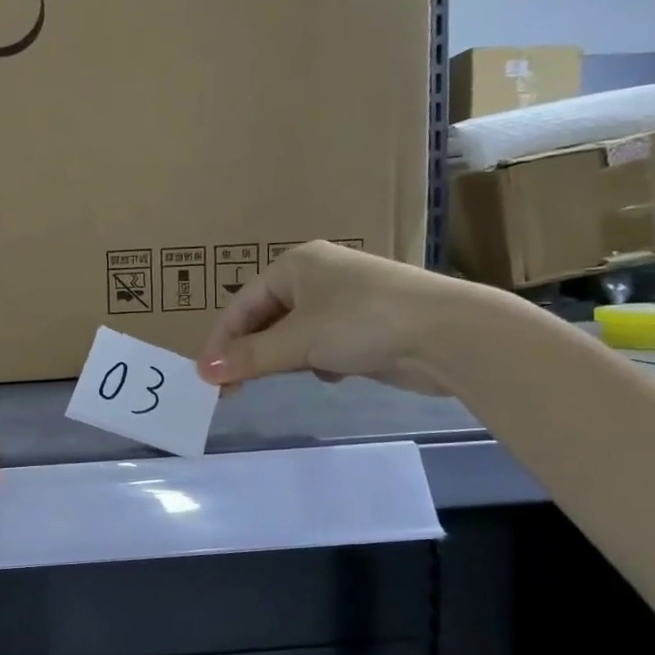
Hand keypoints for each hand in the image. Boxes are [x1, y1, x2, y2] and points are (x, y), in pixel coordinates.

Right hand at [198, 240, 492, 394]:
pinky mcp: (365, 326)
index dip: (222, 342)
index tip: (208, 378)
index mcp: (295, 265)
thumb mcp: (298, 341)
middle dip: (253, 353)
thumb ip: (249, 357)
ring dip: (286, 358)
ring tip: (288, 377)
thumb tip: (204, 372)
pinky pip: (322, 345)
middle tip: (235, 389)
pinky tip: (331, 374)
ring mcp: (343, 301)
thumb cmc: (363, 322)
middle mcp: (316, 277)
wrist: (450, 334)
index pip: (241, 305)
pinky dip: (318, 361)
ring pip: (293, 335)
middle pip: (265, 319)